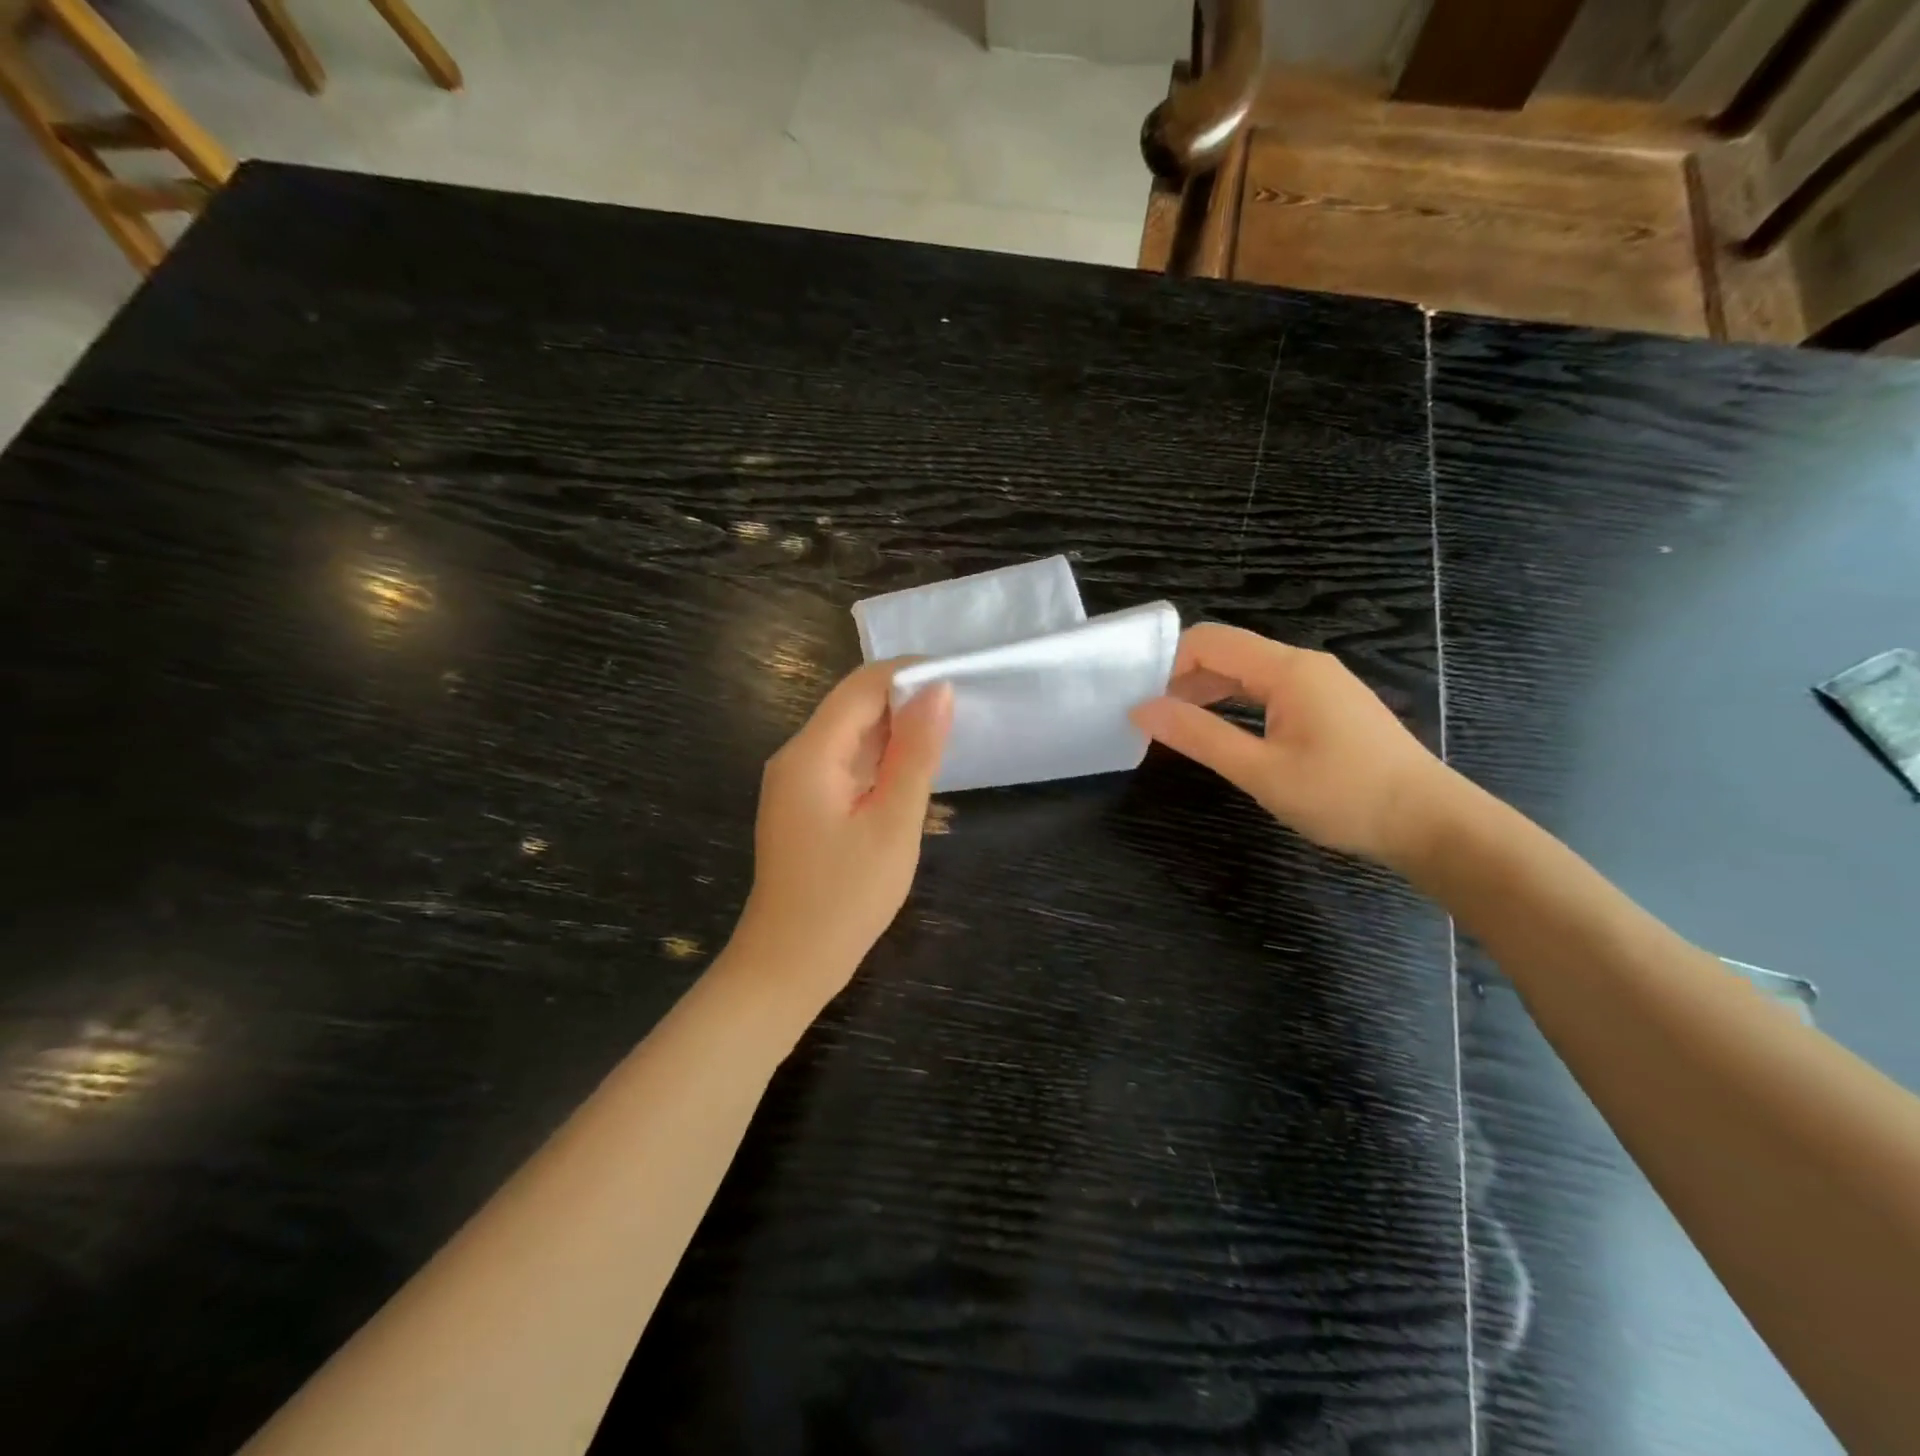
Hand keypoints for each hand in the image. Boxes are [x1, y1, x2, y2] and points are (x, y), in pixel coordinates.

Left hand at [733, 662, 953, 1005]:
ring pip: (852, 736)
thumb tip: (939, 690)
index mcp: (810, 753)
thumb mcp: (892, 824)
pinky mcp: (805, 805)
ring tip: (949, 741)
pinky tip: (913, 776)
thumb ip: (916, 754)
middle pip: (854, 707)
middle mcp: (797, 757)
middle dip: (907, 702)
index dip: (910, 673)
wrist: (788, 965)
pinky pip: (846, 765)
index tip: (962, 680)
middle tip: (965, 714)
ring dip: (897, 733)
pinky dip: (881, 763)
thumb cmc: (844, 899)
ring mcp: (797, 783)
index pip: (862, 686)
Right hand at [1130, 624, 1453, 866]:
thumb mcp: (1260, 771)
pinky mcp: (1329, 705)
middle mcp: (1304, 664)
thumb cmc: (1343, 796)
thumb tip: (1142, 710)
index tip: (1140, 700)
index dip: (1167, 662)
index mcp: (1287, 669)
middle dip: (1182, 678)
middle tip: (1149, 717)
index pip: (1210, 641)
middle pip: (1228, 653)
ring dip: (1208, 693)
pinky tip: (1222, 731)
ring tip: (1176, 728)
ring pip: (1248, 673)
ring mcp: (1320, 683)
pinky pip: (1269, 691)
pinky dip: (1236, 704)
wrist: (1430, 822)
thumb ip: (1199, 736)